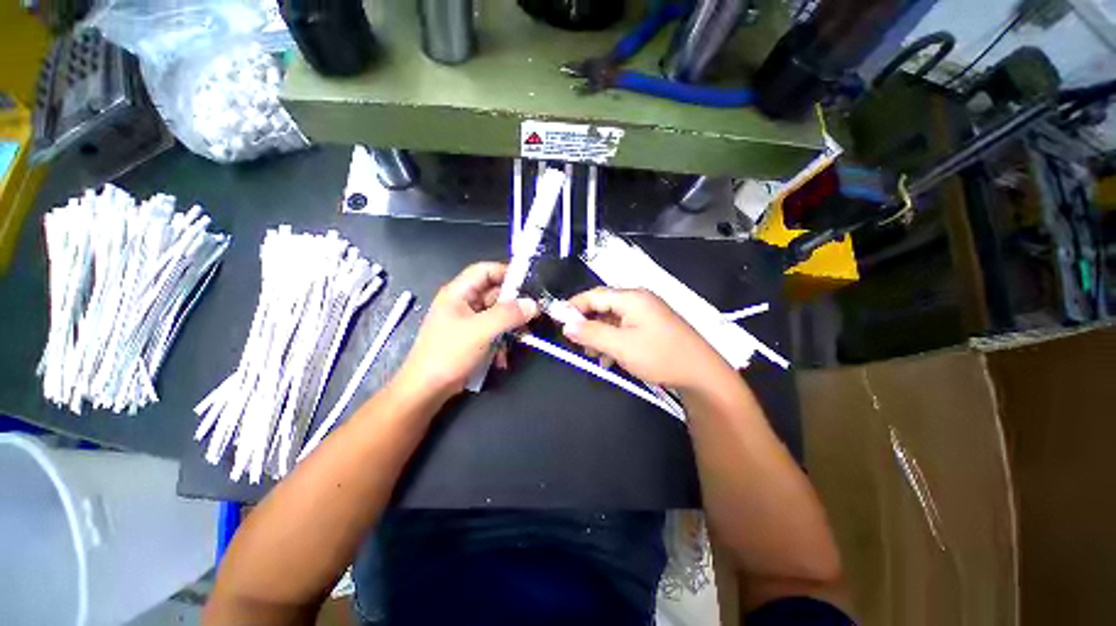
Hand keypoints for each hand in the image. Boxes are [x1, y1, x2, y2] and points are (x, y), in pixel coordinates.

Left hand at [394, 262, 538, 402]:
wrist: (426, 390)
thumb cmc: (449, 354)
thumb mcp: (481, 331)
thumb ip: (508, 315)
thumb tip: (532, 304)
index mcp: (458, 293)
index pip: (485, 270)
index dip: (507, 273)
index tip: (529, 284)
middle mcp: (463, 303)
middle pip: (494, 294)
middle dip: (513, 306)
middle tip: (532, 315)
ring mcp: (467, 321)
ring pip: (496, 315)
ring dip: (509, 327)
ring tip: (522, 338)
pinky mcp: (471, 338)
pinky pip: (492, 331)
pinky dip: (501, 342)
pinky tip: (502, 358)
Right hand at [563, 287, 731, 390]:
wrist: (702, 374)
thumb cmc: (660, 356)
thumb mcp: (620, 346)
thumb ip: (591, 333)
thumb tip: (566, 325)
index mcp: (631, 297)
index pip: (594, 295)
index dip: (574, 307)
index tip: (558, 320)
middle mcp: (638, 300)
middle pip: (603, 307)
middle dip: (588, 326)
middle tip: (578, 344)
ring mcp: (647, 314)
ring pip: (613, 321)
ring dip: (600, 337)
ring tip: (595, 356)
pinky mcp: (651, 327)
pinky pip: (625, 330)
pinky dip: (614, 342)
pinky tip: (610, 359)